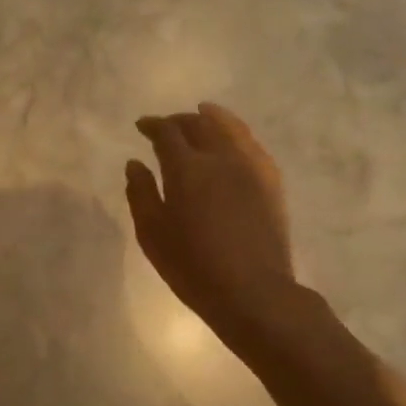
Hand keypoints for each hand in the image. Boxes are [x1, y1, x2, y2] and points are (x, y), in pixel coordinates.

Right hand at [126, 103, 296, 336]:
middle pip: (199, 124)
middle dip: (180, 120)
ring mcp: (251, 167)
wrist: (253, 291)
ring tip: (202, 115)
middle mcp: (221, 157)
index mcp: (187, 168)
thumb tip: (135, 163)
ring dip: (212, 118)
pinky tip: (232, 140)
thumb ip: (140, 193)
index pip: (167, 132)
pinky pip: (251, 144)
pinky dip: (236, 133)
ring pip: (230, 127)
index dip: (153, 125)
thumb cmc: (193, 267)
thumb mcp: (152, 234)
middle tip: (166, 126)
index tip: (142, 126)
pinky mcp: (271, 181)